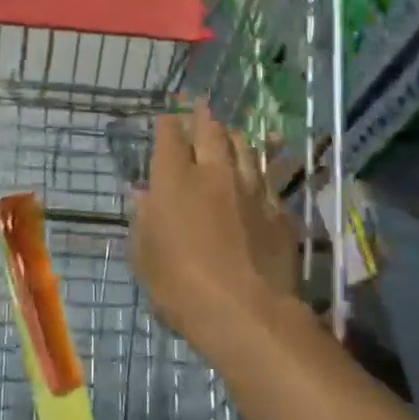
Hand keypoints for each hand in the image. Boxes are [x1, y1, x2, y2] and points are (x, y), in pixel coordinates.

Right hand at [130, 105, 301, 356]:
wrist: (247, 313)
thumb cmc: (180, 287)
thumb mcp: (144, 256)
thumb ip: (142, 219)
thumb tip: (139, 193)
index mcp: (174, 180)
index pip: (169, 137)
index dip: (167, 125)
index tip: (166, 119)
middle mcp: (214, 174)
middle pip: (211, 132)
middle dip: (204, 117)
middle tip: (202, 106)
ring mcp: (251, 189)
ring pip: (245, 149)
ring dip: (235, 137)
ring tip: (231, 132)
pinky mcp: (279, 211)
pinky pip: (268, 180)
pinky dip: (260, 171)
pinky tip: (260, 174)